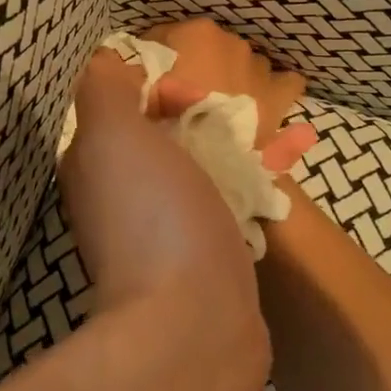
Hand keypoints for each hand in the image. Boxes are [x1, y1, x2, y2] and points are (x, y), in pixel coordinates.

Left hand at [57, 48, 269, 390]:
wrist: (194, 321)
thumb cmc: (153, 215)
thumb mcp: (112, 135)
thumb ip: (105, 90)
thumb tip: (117, 68)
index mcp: (97, 163)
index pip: (124, 106)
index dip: (159, 88)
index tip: (193, 96)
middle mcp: (126, 193)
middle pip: (169, 134)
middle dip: (208, 116)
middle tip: (246, 114)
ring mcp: (169, 226)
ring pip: (206, 166)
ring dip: (243, 143)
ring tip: (289, 131)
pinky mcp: (211, 253)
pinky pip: (235, 199)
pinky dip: (262, 178)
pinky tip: (293, 162)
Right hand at [140, 20, 317, 171]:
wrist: (221, 164)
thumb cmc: (173, 123)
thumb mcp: (136, 96)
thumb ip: (126, 74)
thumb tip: (115, 65)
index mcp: (195, 33)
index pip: (162, 38)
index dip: (150, 62)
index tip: (145, 85)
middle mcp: (230, 40)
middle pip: (203, 50)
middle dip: (192, 68)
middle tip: (179, 101)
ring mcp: (259, 65)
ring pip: (239, 65)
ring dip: (229, 79)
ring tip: (217, 108)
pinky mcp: (281, 92)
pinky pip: (282, 82)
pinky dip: (269, 90)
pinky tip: (258, 105)